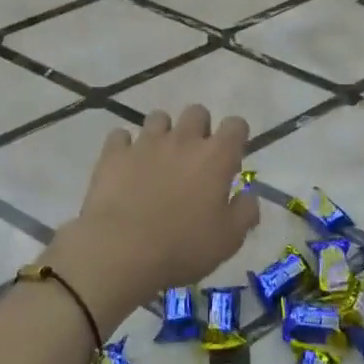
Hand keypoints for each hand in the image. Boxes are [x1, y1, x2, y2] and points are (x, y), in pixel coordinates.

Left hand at [42, 106, 257, 333]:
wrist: (121, 251)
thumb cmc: (183, 247)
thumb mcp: (228, 240)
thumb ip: (245, 212)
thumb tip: (249, 196)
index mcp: (215, 157)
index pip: (235, 125)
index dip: (236, 135)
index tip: (232, 154)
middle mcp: (183, 140)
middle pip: (197, 112)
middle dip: (199, 128)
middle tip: (194, 157)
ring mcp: (145, 142)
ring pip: (158, 118)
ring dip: (162, 133)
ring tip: (158, 158)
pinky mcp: (114, 152)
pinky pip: (121, 136)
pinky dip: (125, 146)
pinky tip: (125, 165)